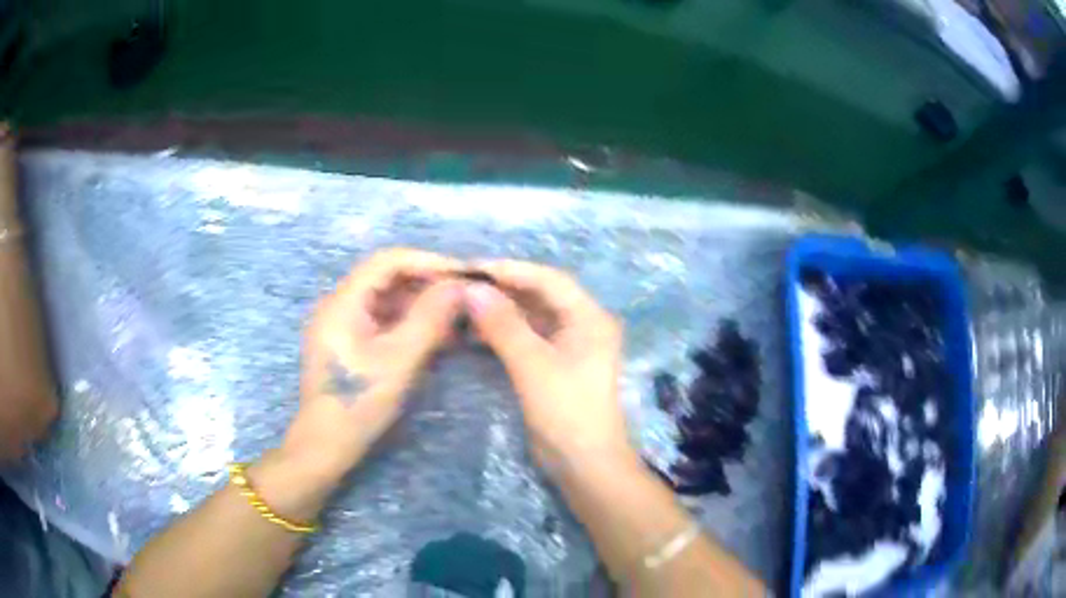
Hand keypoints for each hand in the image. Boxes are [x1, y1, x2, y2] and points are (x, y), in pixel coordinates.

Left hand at [280, 248, 463, 482]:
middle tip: (465, 297)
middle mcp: (339, 304)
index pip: (388, 261)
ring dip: (422, 305)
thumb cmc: (359, 403)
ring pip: (387, 301)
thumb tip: (459, 286)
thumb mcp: (399, 360)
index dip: (427, 261)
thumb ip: (430, 318)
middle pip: (387, 278)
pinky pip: (383, 321)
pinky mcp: (349, 343)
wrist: (326, 445)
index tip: (462, 274)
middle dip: (428, 284)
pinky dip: (410, 324)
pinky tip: (437, 337)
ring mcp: (342, 325)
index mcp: (343, 301)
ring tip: (457, 318)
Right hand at [464, 260, 632, 474]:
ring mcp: (568, 347)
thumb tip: (472, 289)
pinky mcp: (553, 366)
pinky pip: (526, 339)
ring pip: (530, 318)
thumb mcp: (533, 365)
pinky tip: (475, 332)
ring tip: (463, 306)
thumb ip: (504, 325)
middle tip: (463, 285)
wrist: (584, 464)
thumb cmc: (566, 412)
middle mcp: (582, 325)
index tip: (473, 267)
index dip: (511, 270)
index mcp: (589, 318)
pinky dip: (503, 334)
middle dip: (502, 290)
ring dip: (500, 312)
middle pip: (540, 296)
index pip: (549, 280)